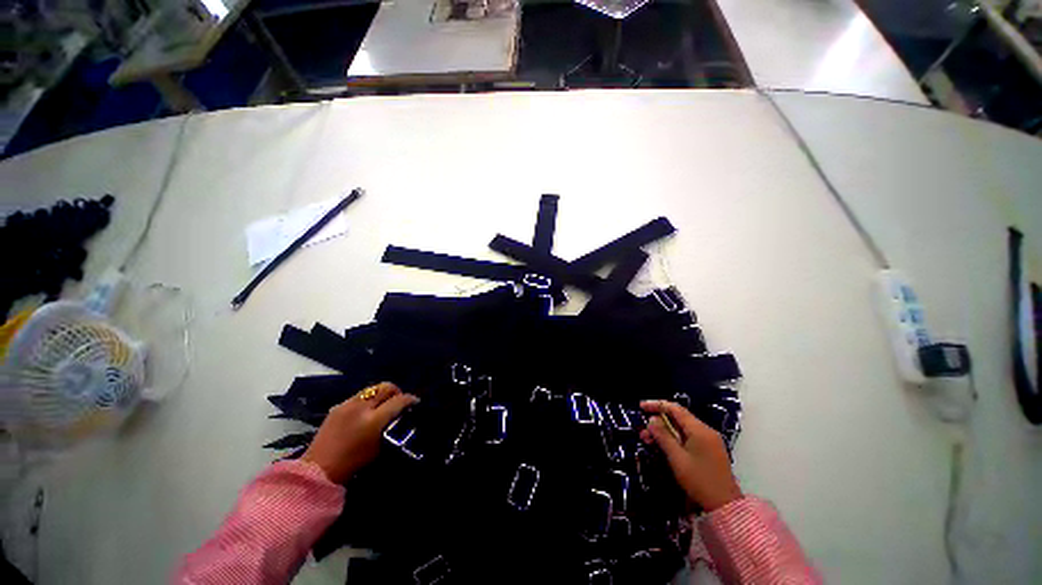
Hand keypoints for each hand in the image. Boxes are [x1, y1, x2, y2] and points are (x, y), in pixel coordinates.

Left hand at [301, 382, 418, 482]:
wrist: (318, 470)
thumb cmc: (354, 464)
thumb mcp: (380, 447)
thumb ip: (393, 427)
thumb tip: (402, 416)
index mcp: (374, 420)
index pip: (399, 400)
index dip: (410, 399)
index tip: (415, 402)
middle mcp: (361, 407)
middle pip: (386, 387)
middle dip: (397, 391)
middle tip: (399, 400)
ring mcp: (347, 404)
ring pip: (372, 388)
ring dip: (381, 394)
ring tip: (383, 404)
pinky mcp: (337, 406)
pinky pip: (358, 396)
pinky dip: (367, 399)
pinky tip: (365, 411)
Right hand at [639, 400, 741, 511]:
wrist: (726, 507)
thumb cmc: (700, 481)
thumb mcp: (677, 458)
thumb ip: (663, 436)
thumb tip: (652, 419)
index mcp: (699, 430)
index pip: (675, 408)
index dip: (657, 405)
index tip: (641, 407)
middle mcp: (705, 431)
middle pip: (678, 418)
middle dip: (658, 421)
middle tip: (643, 430)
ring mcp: (709, 441)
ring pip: (682, 429)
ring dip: (664, 432)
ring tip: (648, 440)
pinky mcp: (709, 450)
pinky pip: (688, 437)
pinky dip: (674, 439)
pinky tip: (663, 446)